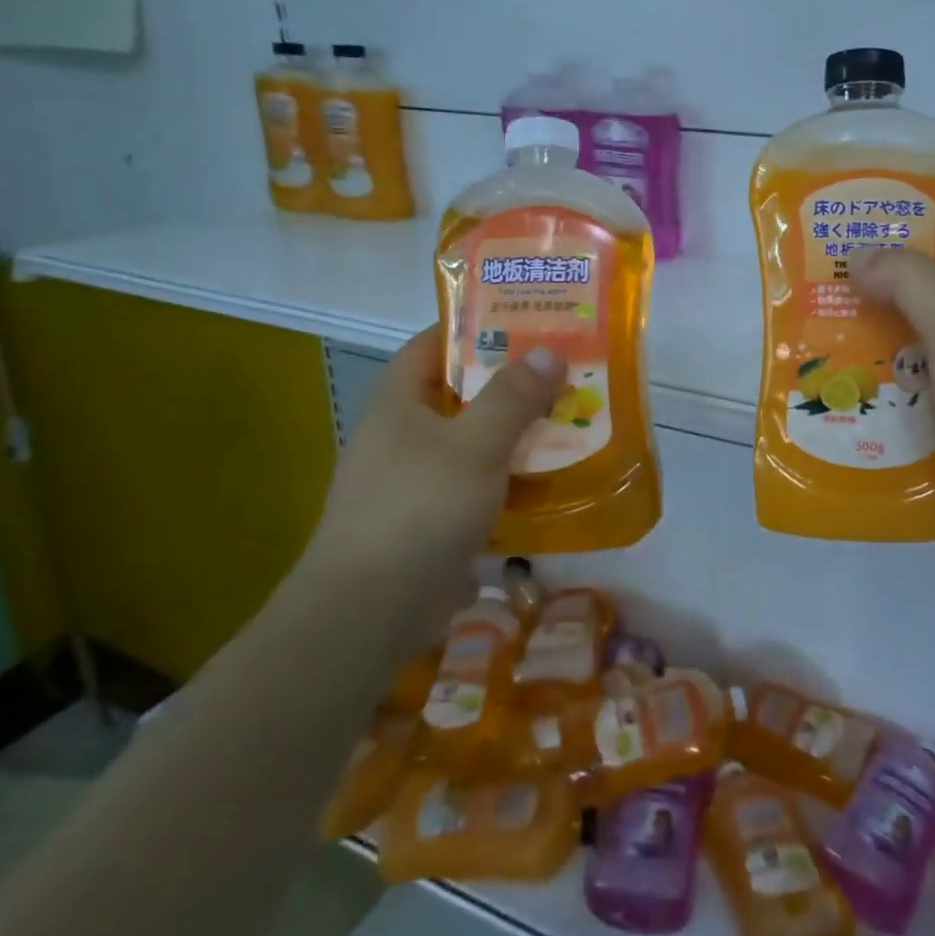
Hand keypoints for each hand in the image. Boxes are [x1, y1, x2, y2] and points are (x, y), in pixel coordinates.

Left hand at [302, 327, 565, 588]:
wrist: (369, 613)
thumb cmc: (419, 510)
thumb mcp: (475, 445)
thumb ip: (513, 398)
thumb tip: (547, 351)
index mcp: (397, 405)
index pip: (429, 347)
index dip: (470, 329)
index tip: (521, 322)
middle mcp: (400, 438)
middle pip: (457, 395)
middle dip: (507, 383)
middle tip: (560, 372)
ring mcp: (411, 483)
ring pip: (470, 443)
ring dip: (512, 434)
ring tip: (565, 421)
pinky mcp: (427, 524)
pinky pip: (474, 487)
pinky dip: (506, 480)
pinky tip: (545, 481)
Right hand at [852, 223, 934, 554]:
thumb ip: (909, 281)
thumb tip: (859, 256)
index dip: (925, 225)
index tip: (868, 229)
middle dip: (885, 291)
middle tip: (827, 288)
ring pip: (923, 350)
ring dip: (880, 348)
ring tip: (822, 342)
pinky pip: (922, 399)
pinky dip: (890, 397)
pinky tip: (848, 398)